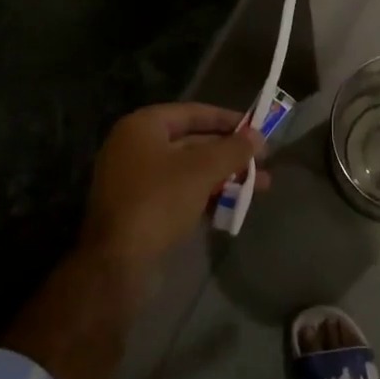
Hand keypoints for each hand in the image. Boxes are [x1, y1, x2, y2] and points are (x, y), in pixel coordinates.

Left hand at [81, 104, 267, 274]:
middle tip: (263, 161)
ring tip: (260, 187)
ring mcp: (136, 181)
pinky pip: (180, 194)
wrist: (116, 265)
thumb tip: (258, 136)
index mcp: (143, 127)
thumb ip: (232, 150)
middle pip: (192, 142)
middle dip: (229, 153)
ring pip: (189, 171)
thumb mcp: (201, 170)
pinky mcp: (141, 211)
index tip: (256, 128)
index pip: (192, 113)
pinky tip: (235, 207)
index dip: (226, 119)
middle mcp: (136, 148)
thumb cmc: (158, 201)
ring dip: (223, 177)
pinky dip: (206, 196)